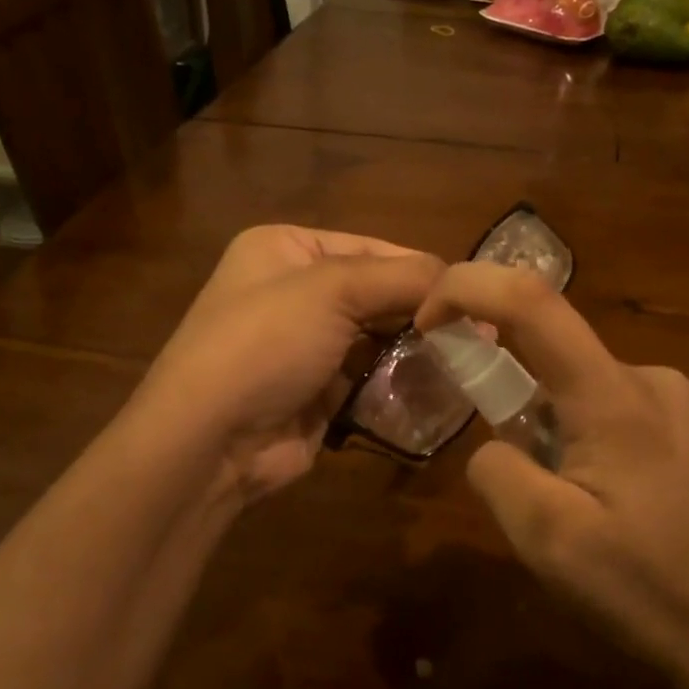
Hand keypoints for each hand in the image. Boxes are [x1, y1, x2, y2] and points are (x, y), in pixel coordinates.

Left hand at [136, 226, 444, 500]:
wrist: (210, 439)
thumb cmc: (265, 342)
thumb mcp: (332, 289)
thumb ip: (402, 277)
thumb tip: (461, 281)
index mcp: (286, 249)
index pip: (370, 248)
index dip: (419, 269)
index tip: (470, 294)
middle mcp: (294, 292)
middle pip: (377, 294)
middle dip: (422, 314)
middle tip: (477, 333)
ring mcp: (305, 346)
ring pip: (378, 339)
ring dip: (416, 351)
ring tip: (467, 362)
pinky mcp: (318, 392)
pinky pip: (370, 379)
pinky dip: (400, 383)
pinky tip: (437, 390)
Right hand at [415, 263, 688, 688]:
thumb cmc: (657, 593)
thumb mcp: (550, 543)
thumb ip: (498, 472)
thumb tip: (494, 445)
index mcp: (613, 395)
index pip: (529, 301)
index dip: (465, 289)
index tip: (424, 323)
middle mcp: (646, 379)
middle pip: (548, 352)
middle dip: (505, 400)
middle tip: (518, 487)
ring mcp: (673, 404)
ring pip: (573, 390)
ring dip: (544, 434)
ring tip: (572, 518)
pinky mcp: (684, 431)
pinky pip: (604, 412)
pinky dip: (575, 443)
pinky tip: (605, 512)